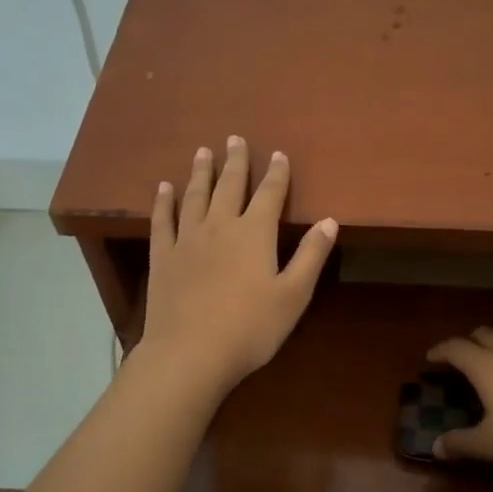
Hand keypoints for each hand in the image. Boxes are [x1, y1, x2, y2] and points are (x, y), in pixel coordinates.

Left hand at [138, 137, 337, 396]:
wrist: (190, 353)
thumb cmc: (250, 327)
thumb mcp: (293, 295)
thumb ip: (311, 255)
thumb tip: (329, 221)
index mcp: (255, 233)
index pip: (270, 194)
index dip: (277, 173)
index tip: (279, 154)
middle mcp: (220, 226)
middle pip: (229, 185)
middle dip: (235, 161)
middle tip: (235, 138)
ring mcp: (187, 239)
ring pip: (195, 195)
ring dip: (200, 172)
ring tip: (203, 152)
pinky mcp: (163, 256)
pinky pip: (163, 220)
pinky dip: (164, 201)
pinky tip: (164, 187)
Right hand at [424, 327, 492, 471]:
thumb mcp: (489, 443)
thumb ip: (461, 443)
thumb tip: (436, 448)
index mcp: (485, 366)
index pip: (456, 348)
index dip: (440, 351)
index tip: (430, 358)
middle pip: (484, 335)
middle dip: (468, 342)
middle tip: (459, 359)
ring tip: (489, 373)